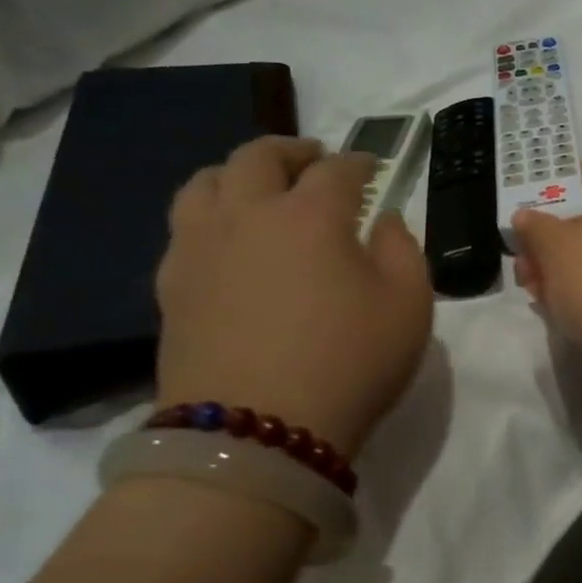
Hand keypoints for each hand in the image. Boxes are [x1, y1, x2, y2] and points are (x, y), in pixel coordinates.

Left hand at [156, 137, 432, 456]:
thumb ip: (403, 251)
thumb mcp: (410, 307)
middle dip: (291, 150)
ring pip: (205, 182)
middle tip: (312, 159)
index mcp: (311, 214)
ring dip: (238, 173)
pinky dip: (210, 215)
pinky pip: (184, 227)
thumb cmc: (349, 363)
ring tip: (258, 188)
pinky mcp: (171, 286)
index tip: (372, 167)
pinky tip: (227, 239)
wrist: (255, 433)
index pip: (336, 169)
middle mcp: (248, 215)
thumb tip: (381, 222)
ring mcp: (200, 248)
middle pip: (258, 157)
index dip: (359, 162)